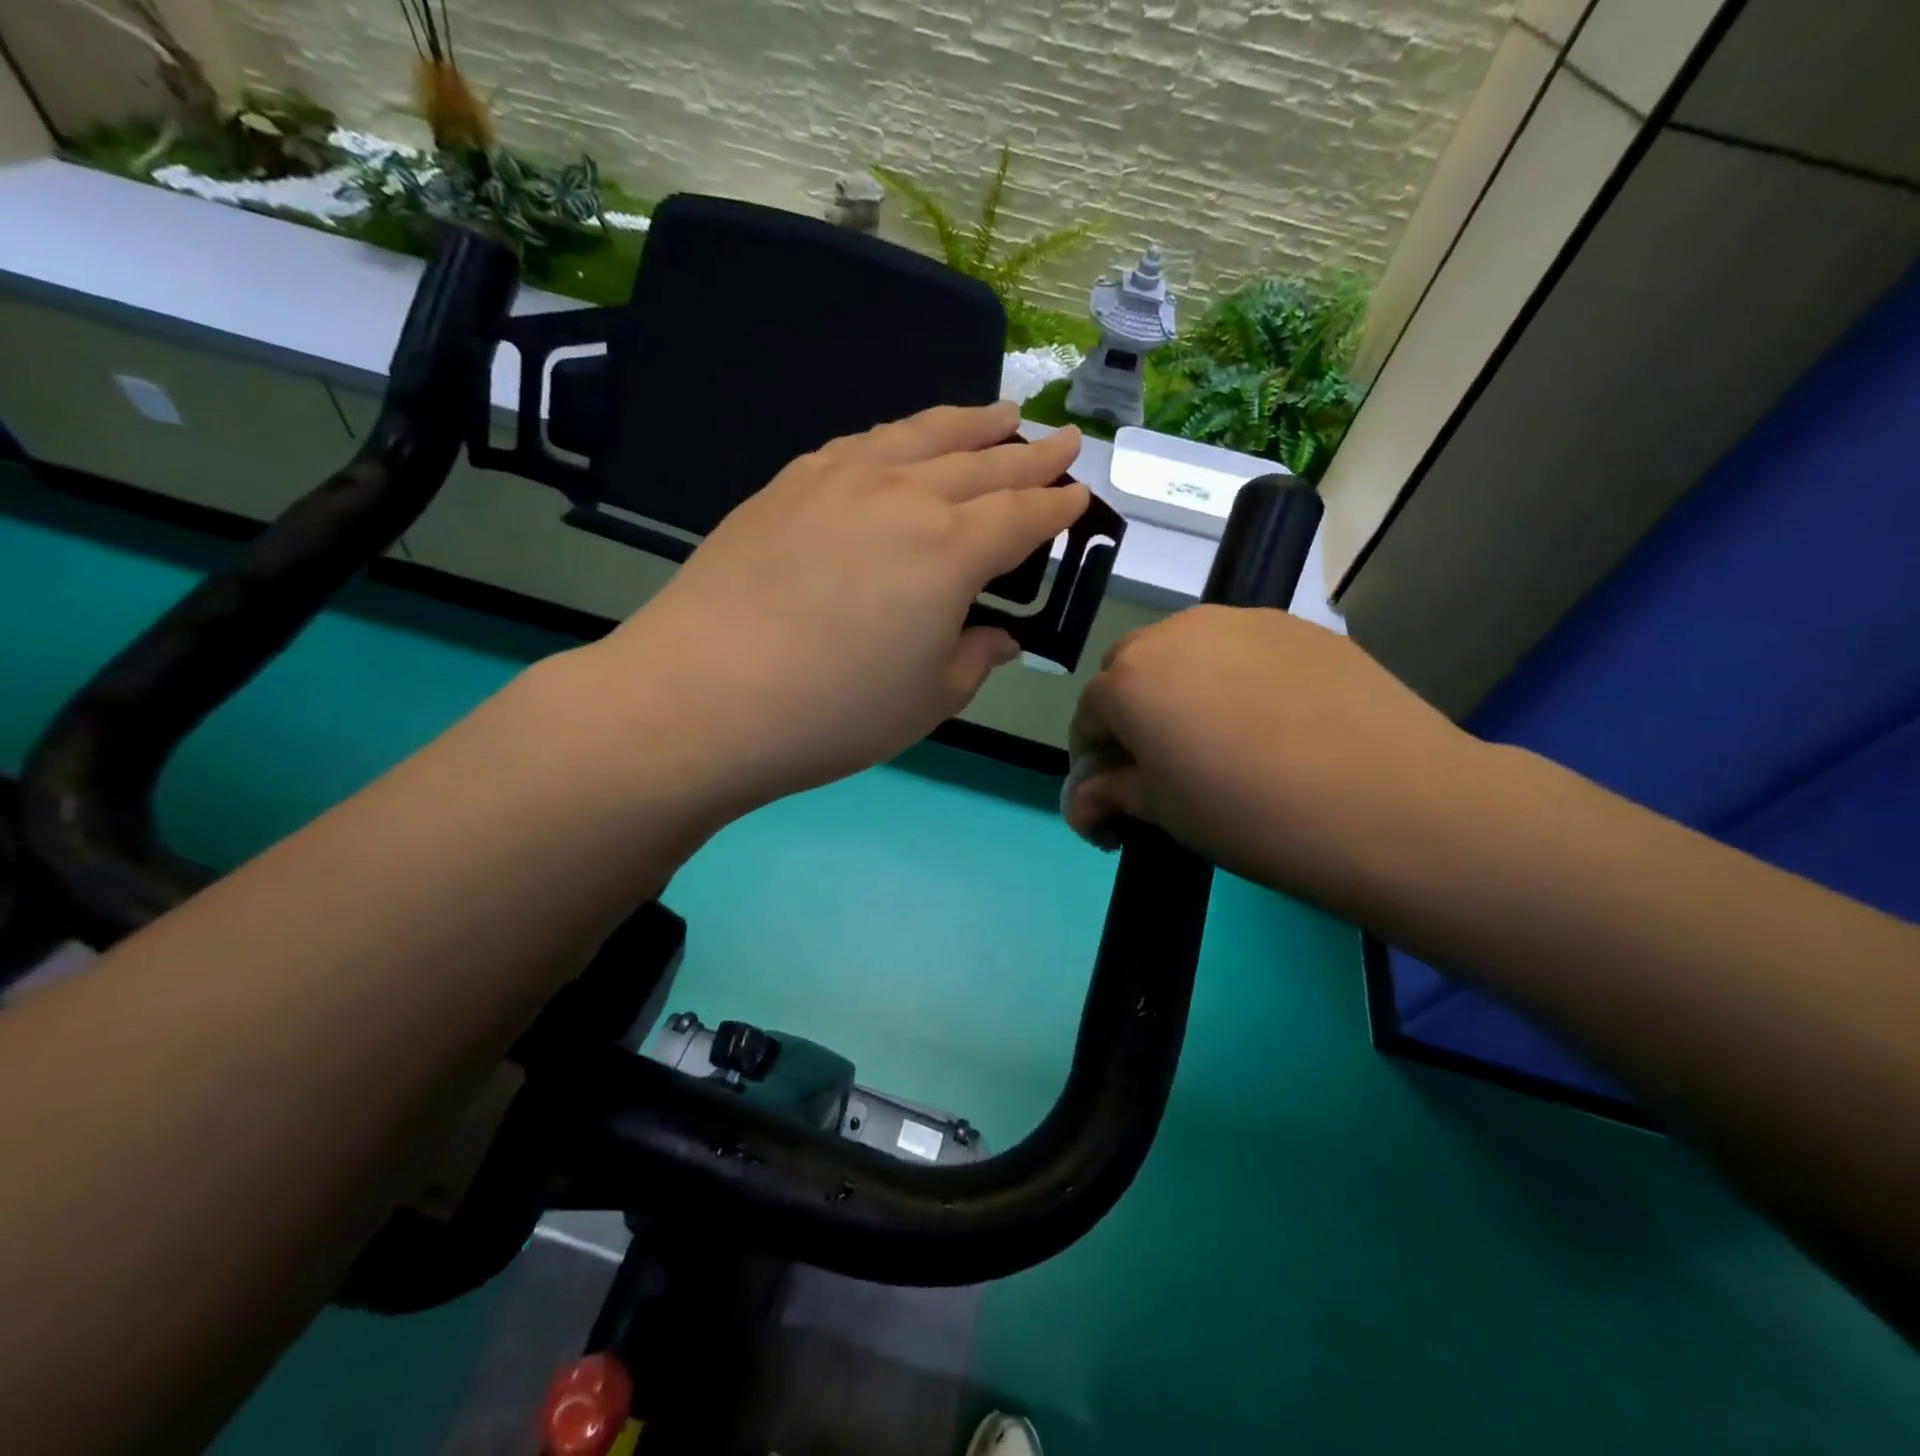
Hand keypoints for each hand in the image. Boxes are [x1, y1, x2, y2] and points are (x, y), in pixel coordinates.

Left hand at [587, 403, 1085, 815]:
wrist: (702, 695)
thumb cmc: (832, 713)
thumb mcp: (926, 700)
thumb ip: (973, 659)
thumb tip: (999, 637)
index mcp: (950, 550)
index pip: (1021, 516)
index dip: (1056, 507)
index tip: (1080, 495)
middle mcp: (903, 496)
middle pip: (983, 463)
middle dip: (1031, 454)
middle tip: (1064, 439)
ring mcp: (840, 480)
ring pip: (922, 435)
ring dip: (970, 423)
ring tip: (1001, 413)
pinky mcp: (788, 484)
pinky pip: (861, 443)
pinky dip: (899, 436)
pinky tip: (903, 442)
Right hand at [1064, 606, 1486, 911]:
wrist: (1389, 802)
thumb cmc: (1252, 816)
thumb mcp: (1165, 815)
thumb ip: (1112, 794)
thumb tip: (1085, 799)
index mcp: (1129, 679)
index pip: (1088, 716)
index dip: (1094, 761)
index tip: (1114, 801)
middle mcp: (1175, 633)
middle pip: (1130, 672)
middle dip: (1132, 716)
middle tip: (1164, 768)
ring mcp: (1240, 620)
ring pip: (1185, 653)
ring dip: (1181, 691)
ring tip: (1222, 742)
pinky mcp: (1296, 626)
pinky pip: (1240, 649)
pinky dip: (1234, 679)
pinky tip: (1272, 723)